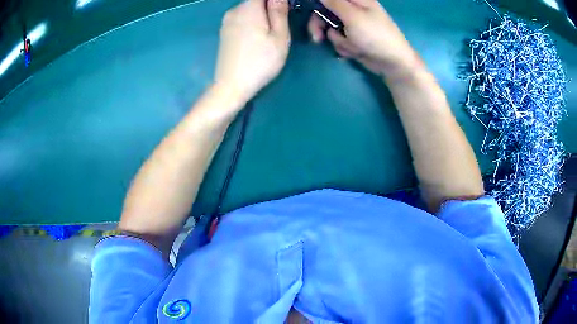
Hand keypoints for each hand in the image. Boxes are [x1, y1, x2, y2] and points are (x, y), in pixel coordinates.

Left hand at [215, 0, 290, 101]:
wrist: (231, 86)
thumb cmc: (260, 62)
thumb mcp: (279, 36)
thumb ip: (279, 11)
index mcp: (249, 8)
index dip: (276, 1)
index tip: (283, 14)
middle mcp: (234, 10)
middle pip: (256, 1)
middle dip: (270, 8)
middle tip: (280, 26)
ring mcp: (226, 21)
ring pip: (249, 10)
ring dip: (261, 15)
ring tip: (268, 35)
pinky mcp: (224, 32)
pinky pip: (241, 19)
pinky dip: (251, 22)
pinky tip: (255, 39)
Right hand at [308, 0, 419, 77]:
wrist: (392, 63)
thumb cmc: (375, 35)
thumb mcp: (352, 16)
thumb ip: (333, 2)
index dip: (318, 3)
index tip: (310, 10)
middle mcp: (352, 9)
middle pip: (324, 11)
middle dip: (320, 25)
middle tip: (317, 37)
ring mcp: (352, 24)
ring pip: (329, 28)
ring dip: (338, 39)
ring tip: (353, 46)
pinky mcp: (353, 38)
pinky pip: (338, 40)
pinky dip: (345, 47)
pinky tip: (357, 51)